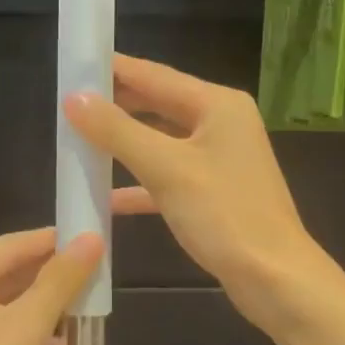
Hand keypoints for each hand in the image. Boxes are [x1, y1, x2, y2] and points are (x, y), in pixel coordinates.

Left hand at [0, 189, 150, 344]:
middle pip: (5, 275)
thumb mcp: (26, 328)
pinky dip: (28, 336)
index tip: (90, 236)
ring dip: (43, 308)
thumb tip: (91, 240)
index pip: (8, 246)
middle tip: (95, 271)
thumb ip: (59, 281)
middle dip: (50, 277)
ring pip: (4, 307)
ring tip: (86, 307)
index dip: (51, 241)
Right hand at [63, 54, 323, 324]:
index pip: (153, 74)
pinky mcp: (212, 189)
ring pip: (160, 139)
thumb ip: (117, 131)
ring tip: (79, 138)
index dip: (112, 68)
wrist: (276, 280)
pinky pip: (167, 173)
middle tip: (68, 103)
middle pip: (157, 103)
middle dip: (114, 104)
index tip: (73, 64)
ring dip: (123, 141)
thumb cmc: (225, 216)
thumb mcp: (166, 169)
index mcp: (216, 105)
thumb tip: (74, 99)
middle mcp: (220, 122)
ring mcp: (218, 157)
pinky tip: (106, 196)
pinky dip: (138, 180)